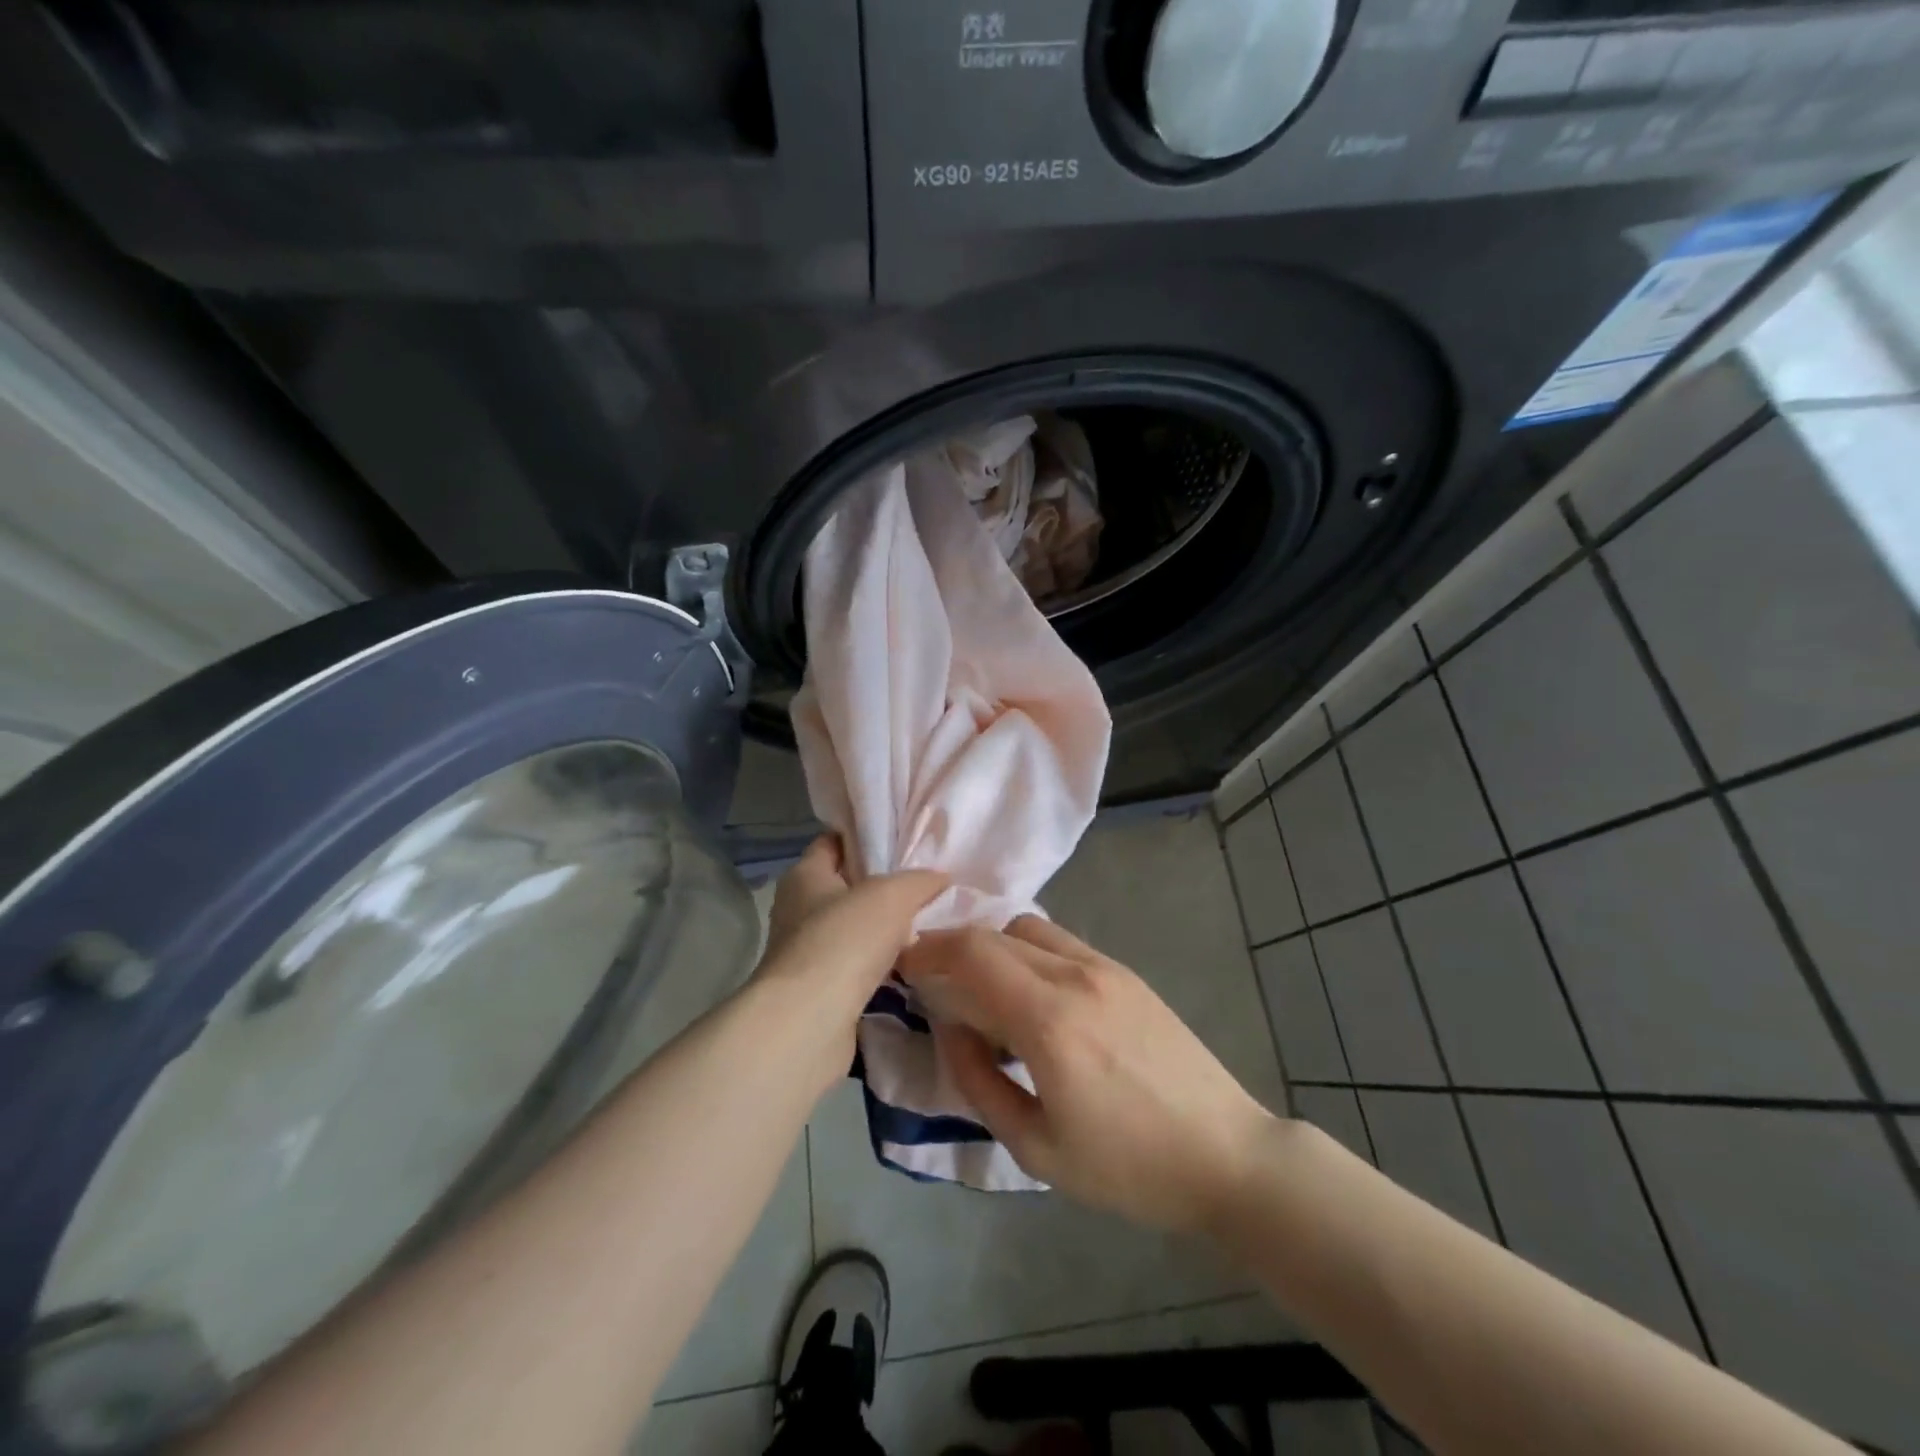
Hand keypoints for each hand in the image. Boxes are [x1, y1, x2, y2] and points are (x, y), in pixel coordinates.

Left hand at [753, 835, 946, 1091]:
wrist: (810, 1022)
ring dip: (884, 930)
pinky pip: (856, 966)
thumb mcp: (892, 895)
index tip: (903, 840)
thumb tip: (940, 878)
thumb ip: (919, 881)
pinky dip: (880, 965)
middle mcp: (798, 910)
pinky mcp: (819, 991)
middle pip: (846, 887)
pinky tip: (911, 964)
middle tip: (926, 884)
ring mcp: (806, 953)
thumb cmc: (844, 940)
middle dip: (883, 887)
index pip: (833, 843)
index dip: (865, 838)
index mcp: (805, 876)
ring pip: (853, 930)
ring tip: (927, 924)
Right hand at [898, 917, 1277, 1231]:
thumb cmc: (1127, 1167)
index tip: (903, 965)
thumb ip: (979, 1081)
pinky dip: (1027, 952)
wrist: (1224, 1155)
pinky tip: (1031, 994)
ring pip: (1028, 929)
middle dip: (952, 947)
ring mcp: (1105, 967)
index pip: (971, 953)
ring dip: (993, 946)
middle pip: (994, 934)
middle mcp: (1075, 975)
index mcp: (1049, 1020)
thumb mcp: (1036, 1147)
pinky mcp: (1126, 972)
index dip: (928, 950)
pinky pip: (1060, 942)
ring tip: (983, 990)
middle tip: (933, 982)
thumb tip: (949, 1028)